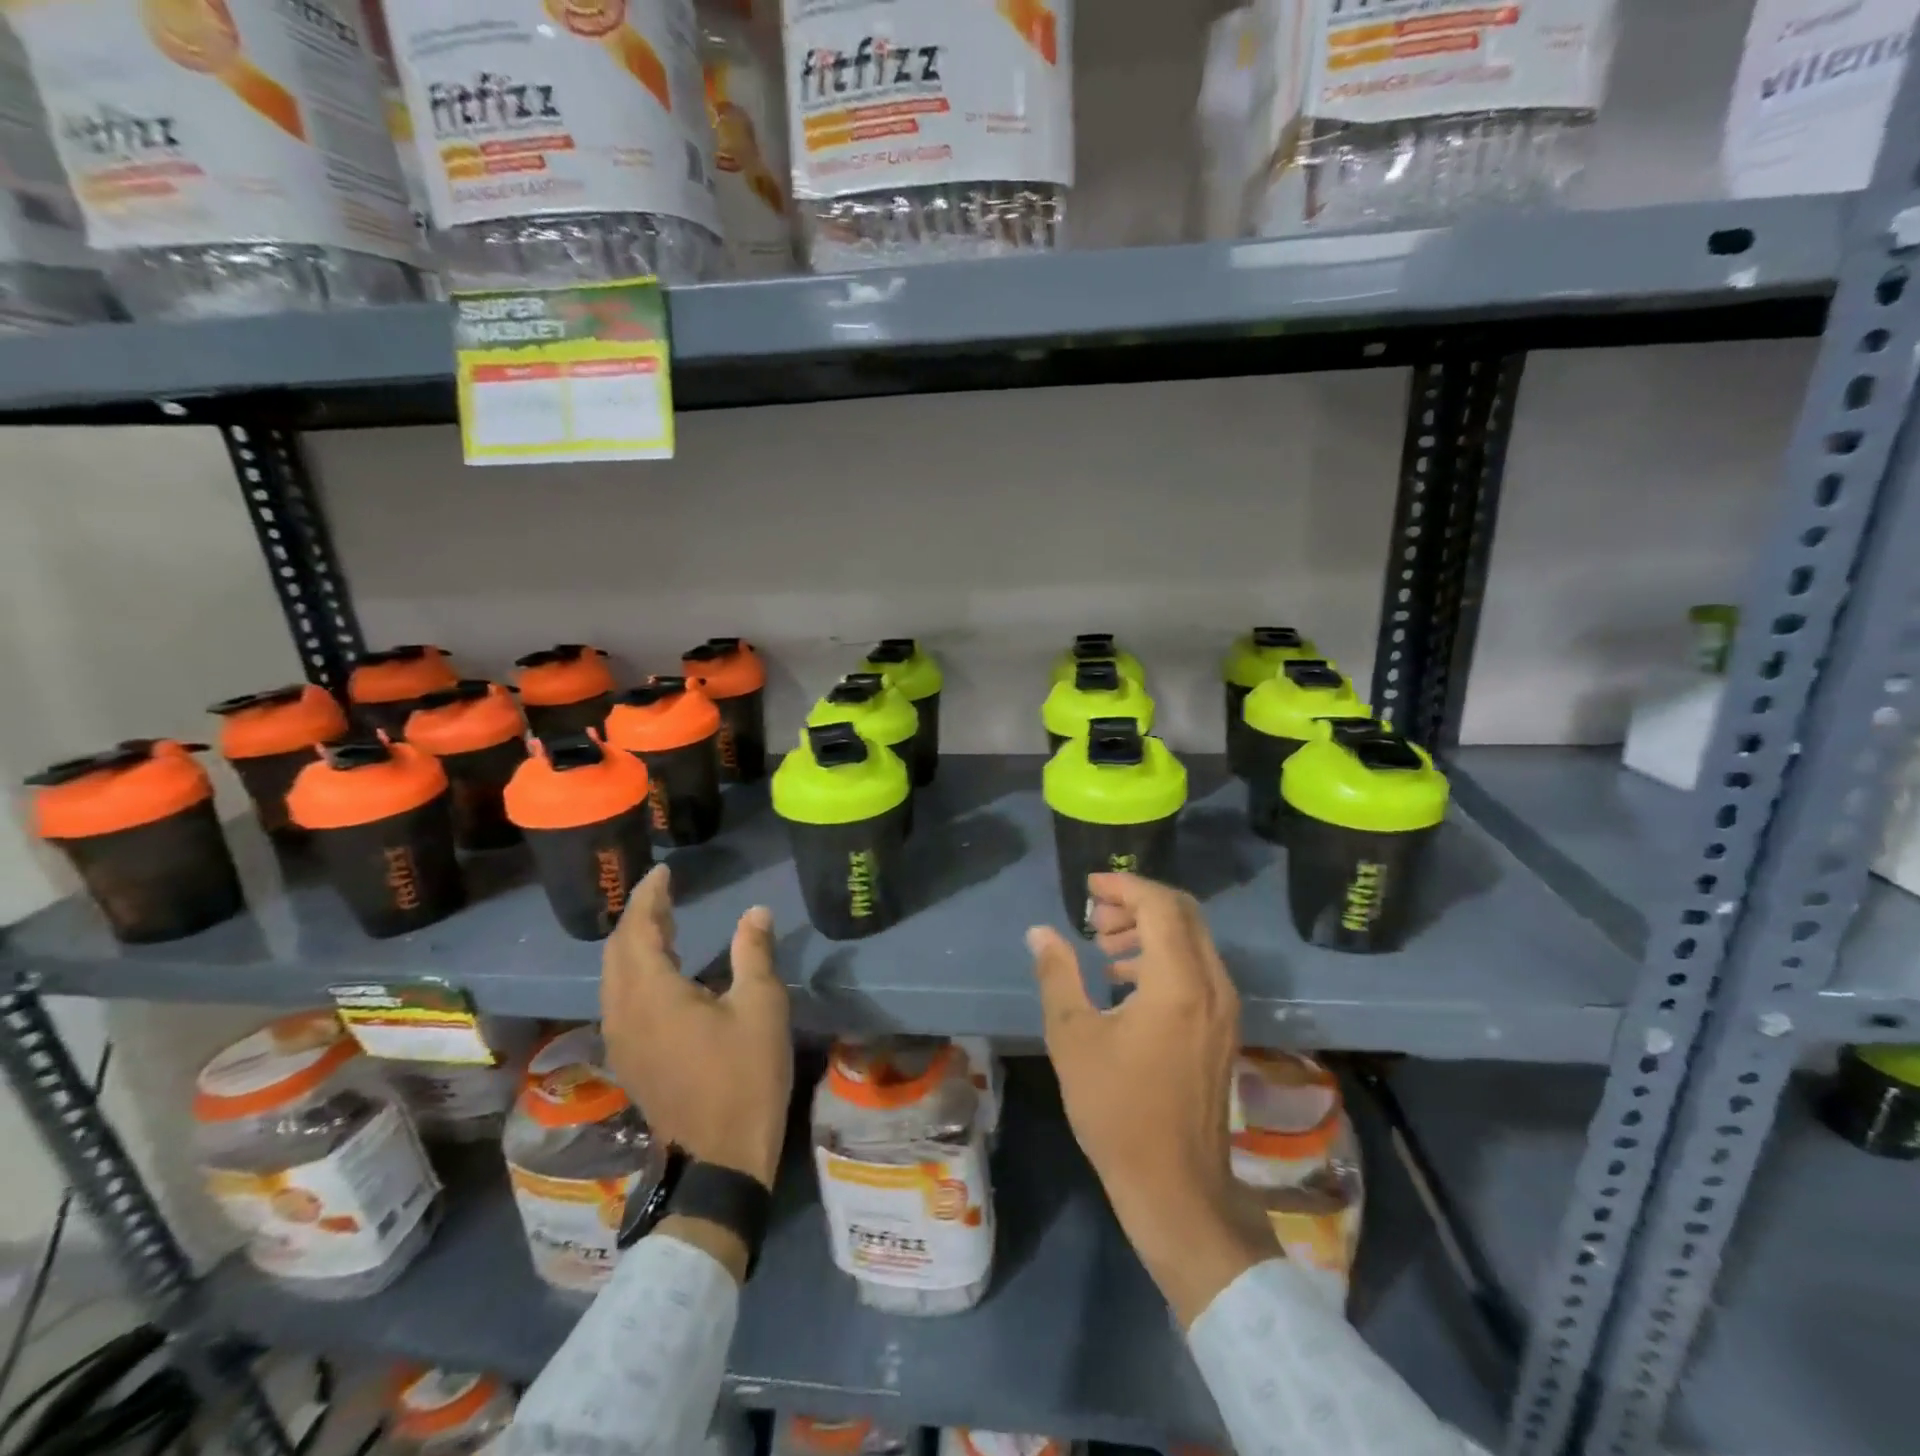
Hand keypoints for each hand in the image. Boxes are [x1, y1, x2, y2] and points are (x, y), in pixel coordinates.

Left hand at [601, 865, 791, 1191]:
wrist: (722, 1157)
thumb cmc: (745, 1076)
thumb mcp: (761, 1007)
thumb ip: (753, 952)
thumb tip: (755, 911)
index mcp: (652, 995)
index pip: (638, 930)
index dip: (649, 897)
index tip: (664, 872)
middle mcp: (624, 1013)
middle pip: (617, 951)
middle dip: (638, 916)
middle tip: (666, 893)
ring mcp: (621, 1039)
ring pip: (613, 976)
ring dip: (633, 944)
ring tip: (665, 922)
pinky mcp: (629, 1058)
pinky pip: (620, 998)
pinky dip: (634, 970)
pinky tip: (662, 970)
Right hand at [1028, 873, 1279, 1327]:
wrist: (1176, 1186)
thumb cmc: (1117, 1109)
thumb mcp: (1073, 1037)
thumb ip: (1057, 975)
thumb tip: (1040, 933)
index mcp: (1179, 981)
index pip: (1160, 904)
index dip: (1124, 885)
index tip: (1089, 887)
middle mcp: (1212, 984)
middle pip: (1182, 913)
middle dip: (1137, 902)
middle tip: (1094, 915)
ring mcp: (1224, 1007)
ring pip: (1192, 939)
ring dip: (1149, 928)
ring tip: (1103, 945)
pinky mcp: (1223, 1027)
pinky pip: (1197, 967)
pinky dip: (1163, 955)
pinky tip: (1125, 978)